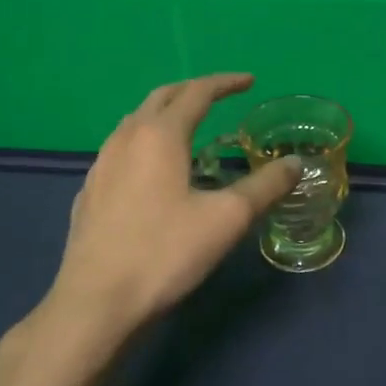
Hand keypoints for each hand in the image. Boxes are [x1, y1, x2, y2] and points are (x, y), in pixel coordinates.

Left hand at [33, 73, 301, 348]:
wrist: (94, 304)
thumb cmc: (164, 253)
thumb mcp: (226, 219)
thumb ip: (265, 187)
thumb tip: (295, 163)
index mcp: (160, 135)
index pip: (197, 92)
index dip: (225, 83)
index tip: (249, 81)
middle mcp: (126, 139)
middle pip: (161, 98)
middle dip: (192, 90)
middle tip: (219, 96)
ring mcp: (101, 165)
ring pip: (135, 121)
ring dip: (165, 114)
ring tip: (188, 128)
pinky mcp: (89, 193)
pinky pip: (120, 149)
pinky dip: (145, 142)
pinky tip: (153, 171)